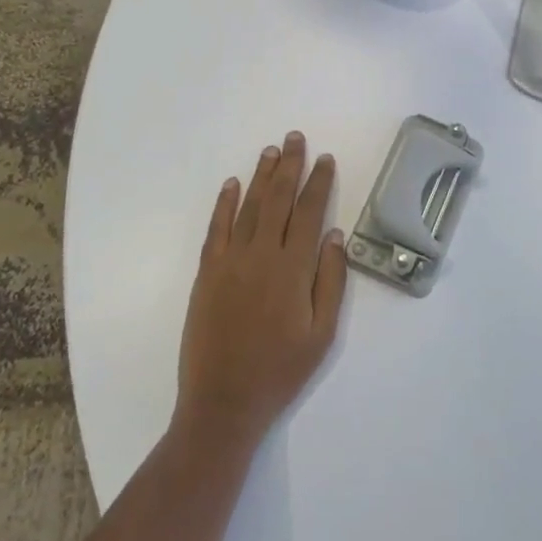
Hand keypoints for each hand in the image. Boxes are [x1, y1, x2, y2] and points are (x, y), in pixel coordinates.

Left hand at [175, 133, 348, 451]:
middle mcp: (261, 255)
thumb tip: (335, 234)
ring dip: (261, 176)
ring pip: (250, 207)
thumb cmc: (281, 370)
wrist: (223, 402)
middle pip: (279, 200)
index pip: (309, 212)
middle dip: (290, 166)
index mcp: (293, 269)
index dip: (318, 183)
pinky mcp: (207, 273)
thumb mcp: (322, 333)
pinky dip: (225, 204)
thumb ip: (331, 280)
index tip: (325, 159)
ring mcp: (230, 261)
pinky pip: (217, 229)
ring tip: (271, 150)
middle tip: (295, 138)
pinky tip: (232, 184)